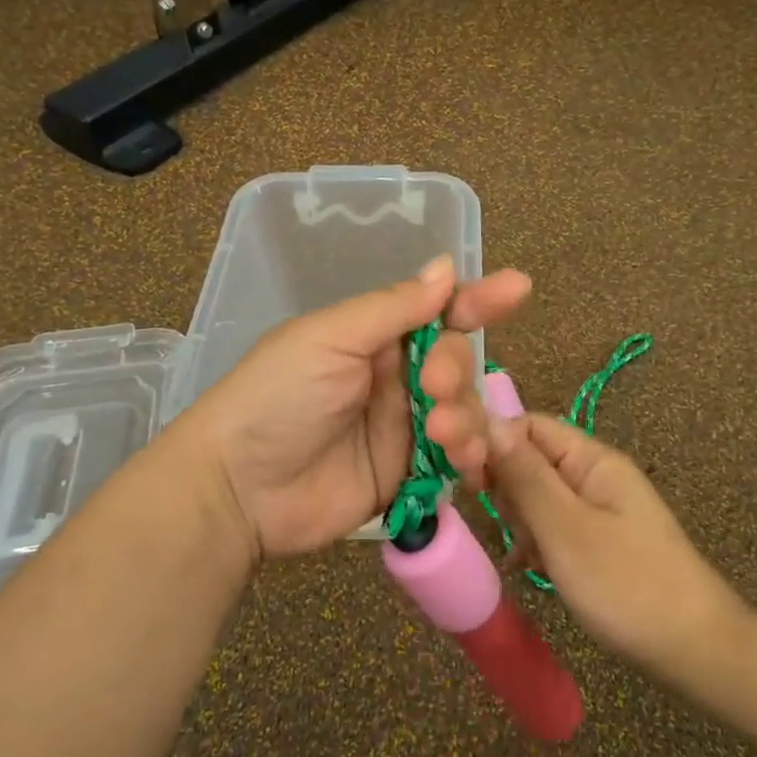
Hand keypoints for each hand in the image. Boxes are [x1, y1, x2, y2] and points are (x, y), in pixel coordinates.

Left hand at [175, 256, 531, 564]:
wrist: (239, 489)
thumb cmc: (278, 396)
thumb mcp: (331, 338)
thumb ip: (393, 308)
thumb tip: (446, 267)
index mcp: (371, 335)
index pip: (435, 310)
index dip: (475, 299)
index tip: (517, 290)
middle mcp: (392, 376)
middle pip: (455, 361)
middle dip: (456, 370)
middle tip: (434, 388)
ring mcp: (400, 427)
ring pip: (462, 410)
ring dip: (466, 417)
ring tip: (443, 435)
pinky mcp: (406, 474)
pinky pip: (453, 458)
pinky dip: (470, 457)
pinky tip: (469, 463)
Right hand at [434, 398, 737, 676]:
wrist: (696, 650)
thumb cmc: (625, 584)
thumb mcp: (565, 528)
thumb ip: (524, 475)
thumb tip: (488, 422)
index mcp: (591, 459)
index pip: (528, 426)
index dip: (493, 443)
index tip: (468, 480)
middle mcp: (595, 475)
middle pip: (530, 459)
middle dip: (507, 489)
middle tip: (512, 529)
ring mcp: (599, 508)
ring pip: (538, 496)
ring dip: (521, 521)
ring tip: (526, 556)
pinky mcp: (599, 540)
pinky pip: (554, 525)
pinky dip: (537, 542)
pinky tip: (528, 568)